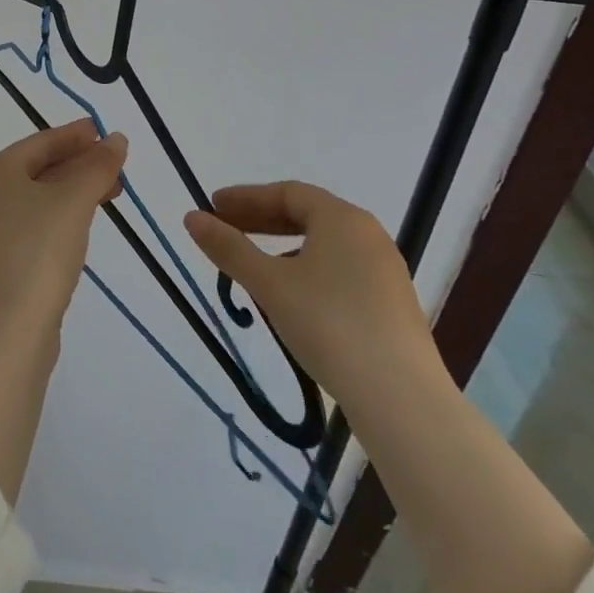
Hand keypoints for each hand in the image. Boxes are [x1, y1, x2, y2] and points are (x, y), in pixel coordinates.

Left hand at [0, 119, 127, 330]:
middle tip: (116, 165)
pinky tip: (83, 226)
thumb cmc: (36, 251)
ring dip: (74, 192)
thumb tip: (116, 139)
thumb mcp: (73, 201)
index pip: (40, 142)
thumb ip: (96, 166)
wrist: (4, 331)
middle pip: (38, 169)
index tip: (105, 132)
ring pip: (38, 199)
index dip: (76, 135)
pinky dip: (61, 218)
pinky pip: (35, 226)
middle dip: (79, 165)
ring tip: (111, 193)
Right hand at [183, 181, 434, 401]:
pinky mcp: (392, 305)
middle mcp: (368, 235)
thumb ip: (229, 248)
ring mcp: (385, 271)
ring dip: (282, 248)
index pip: (286, 192)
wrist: (402, 400)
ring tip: (252, 269)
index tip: (213, 207)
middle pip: (306, 215)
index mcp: (342, 218)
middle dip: (261, 220)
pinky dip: (307, 270)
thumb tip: (191, 217)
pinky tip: (291, 299)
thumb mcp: (269, 284)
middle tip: (225, 230)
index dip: (245, 197)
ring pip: (323, 245)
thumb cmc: (329, 325)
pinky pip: (340, 270)